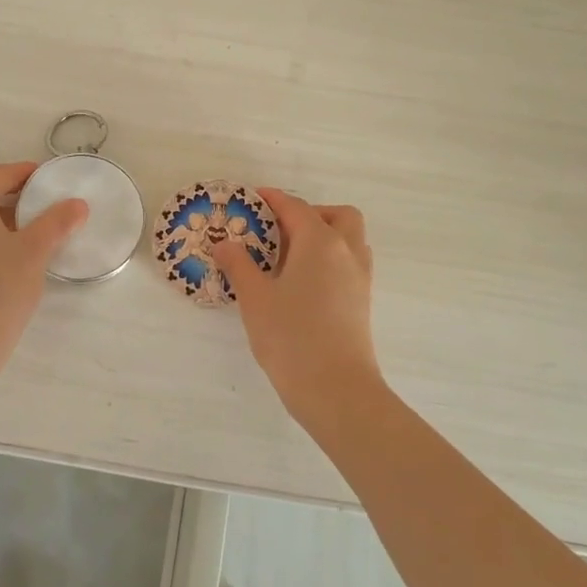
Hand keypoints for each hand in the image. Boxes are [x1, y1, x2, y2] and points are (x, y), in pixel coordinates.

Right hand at [212, 188, 385, 431]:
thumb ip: (238, 265)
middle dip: (310, 213)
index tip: (253, 197)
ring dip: (326, 235)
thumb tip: (223, 244)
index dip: (273, 199)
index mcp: (320, 242)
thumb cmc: (291, 337)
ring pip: (350, 239)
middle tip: (279, 230)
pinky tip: (305, 282)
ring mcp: (359, 277)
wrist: (336, 389)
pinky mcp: (363, 301)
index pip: (296, 207)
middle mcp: (346, 252)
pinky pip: (350, 262)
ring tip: (291, 256)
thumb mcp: (254, 298)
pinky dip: (332, 258)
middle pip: (337, 215)